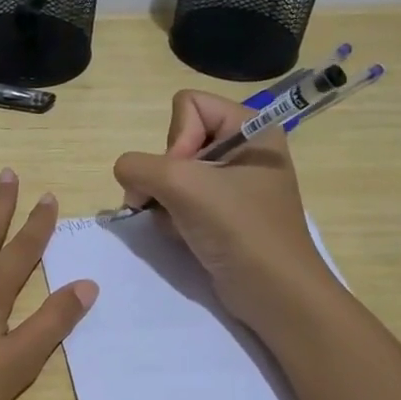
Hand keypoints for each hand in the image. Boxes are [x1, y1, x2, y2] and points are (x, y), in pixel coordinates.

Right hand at [112, 90, 329, 329]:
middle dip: (166, 175)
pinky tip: (184, 236)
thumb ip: (139, 167)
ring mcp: (231, 184)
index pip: (188, 105)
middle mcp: (243, 149)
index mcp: (251, 127)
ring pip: (172, 174)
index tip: (186, 176)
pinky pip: (179, 200)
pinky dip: (172, 217)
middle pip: (177, 140)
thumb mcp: (184, 186)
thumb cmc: (239, 230)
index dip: (176, 138)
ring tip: (181, 225)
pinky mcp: (221, 214)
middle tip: (176, 203)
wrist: (274, 294)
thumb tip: (126, 174)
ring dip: (165, 200)